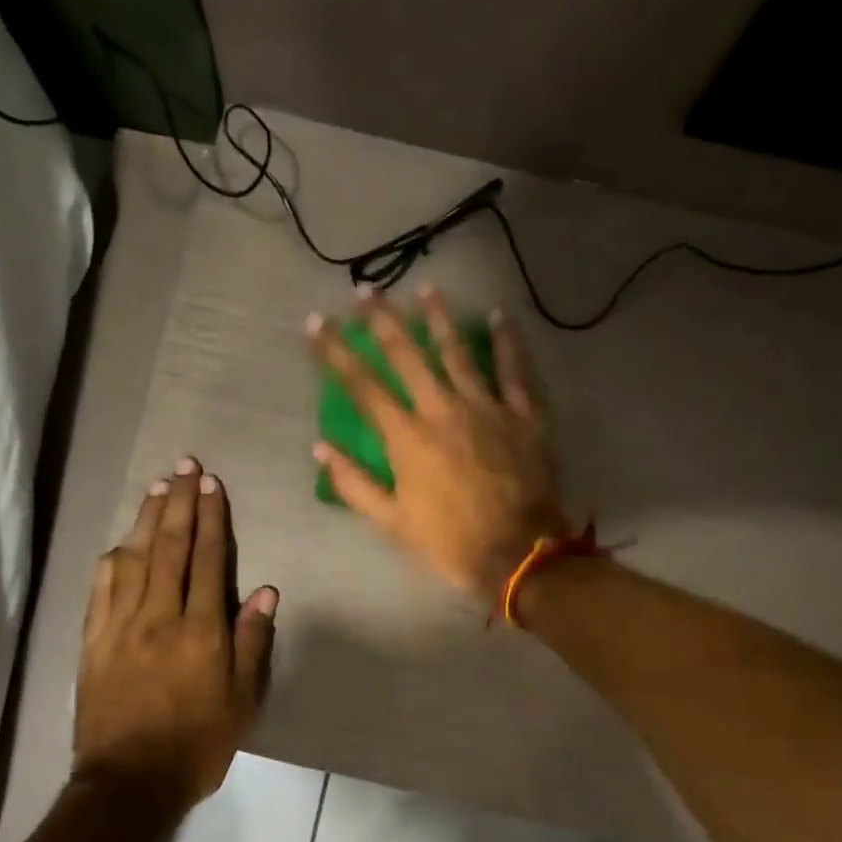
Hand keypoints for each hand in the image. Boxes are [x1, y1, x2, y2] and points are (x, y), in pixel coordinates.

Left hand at [73, 458, 277, 814]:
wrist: (128, 783)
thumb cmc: (197, 744)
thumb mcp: (242, 700)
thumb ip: (253, 642)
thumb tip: (264, 591)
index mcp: (201, 630)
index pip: (207, 559)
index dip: (211, 518)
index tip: (212, 484)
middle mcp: (159, 616)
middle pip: (169, 546)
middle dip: (179, 502)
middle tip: (185, 465)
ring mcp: (121, 625)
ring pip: (134, 558)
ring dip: (146, 518)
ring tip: (158, 486)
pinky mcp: (93, 640)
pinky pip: (102, 587)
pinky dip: (114, 558)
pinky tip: (122, 542)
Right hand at [309, 285, 567, 599]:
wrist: (519, 553)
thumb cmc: (450, 542)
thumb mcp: (392, 522)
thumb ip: (354, 483)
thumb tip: (320, 448)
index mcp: (407, 437)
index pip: (363, 385)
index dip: (336, 352)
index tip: (317, 322)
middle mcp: (443, 410)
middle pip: (409, 356)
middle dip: (384, 321)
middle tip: (367, 291)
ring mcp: (487, 408)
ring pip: (459, 352)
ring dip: (440, 319)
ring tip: (427, 289)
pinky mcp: (524, 415)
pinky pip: (514, 370)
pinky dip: (507, 342)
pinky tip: (500, 315)